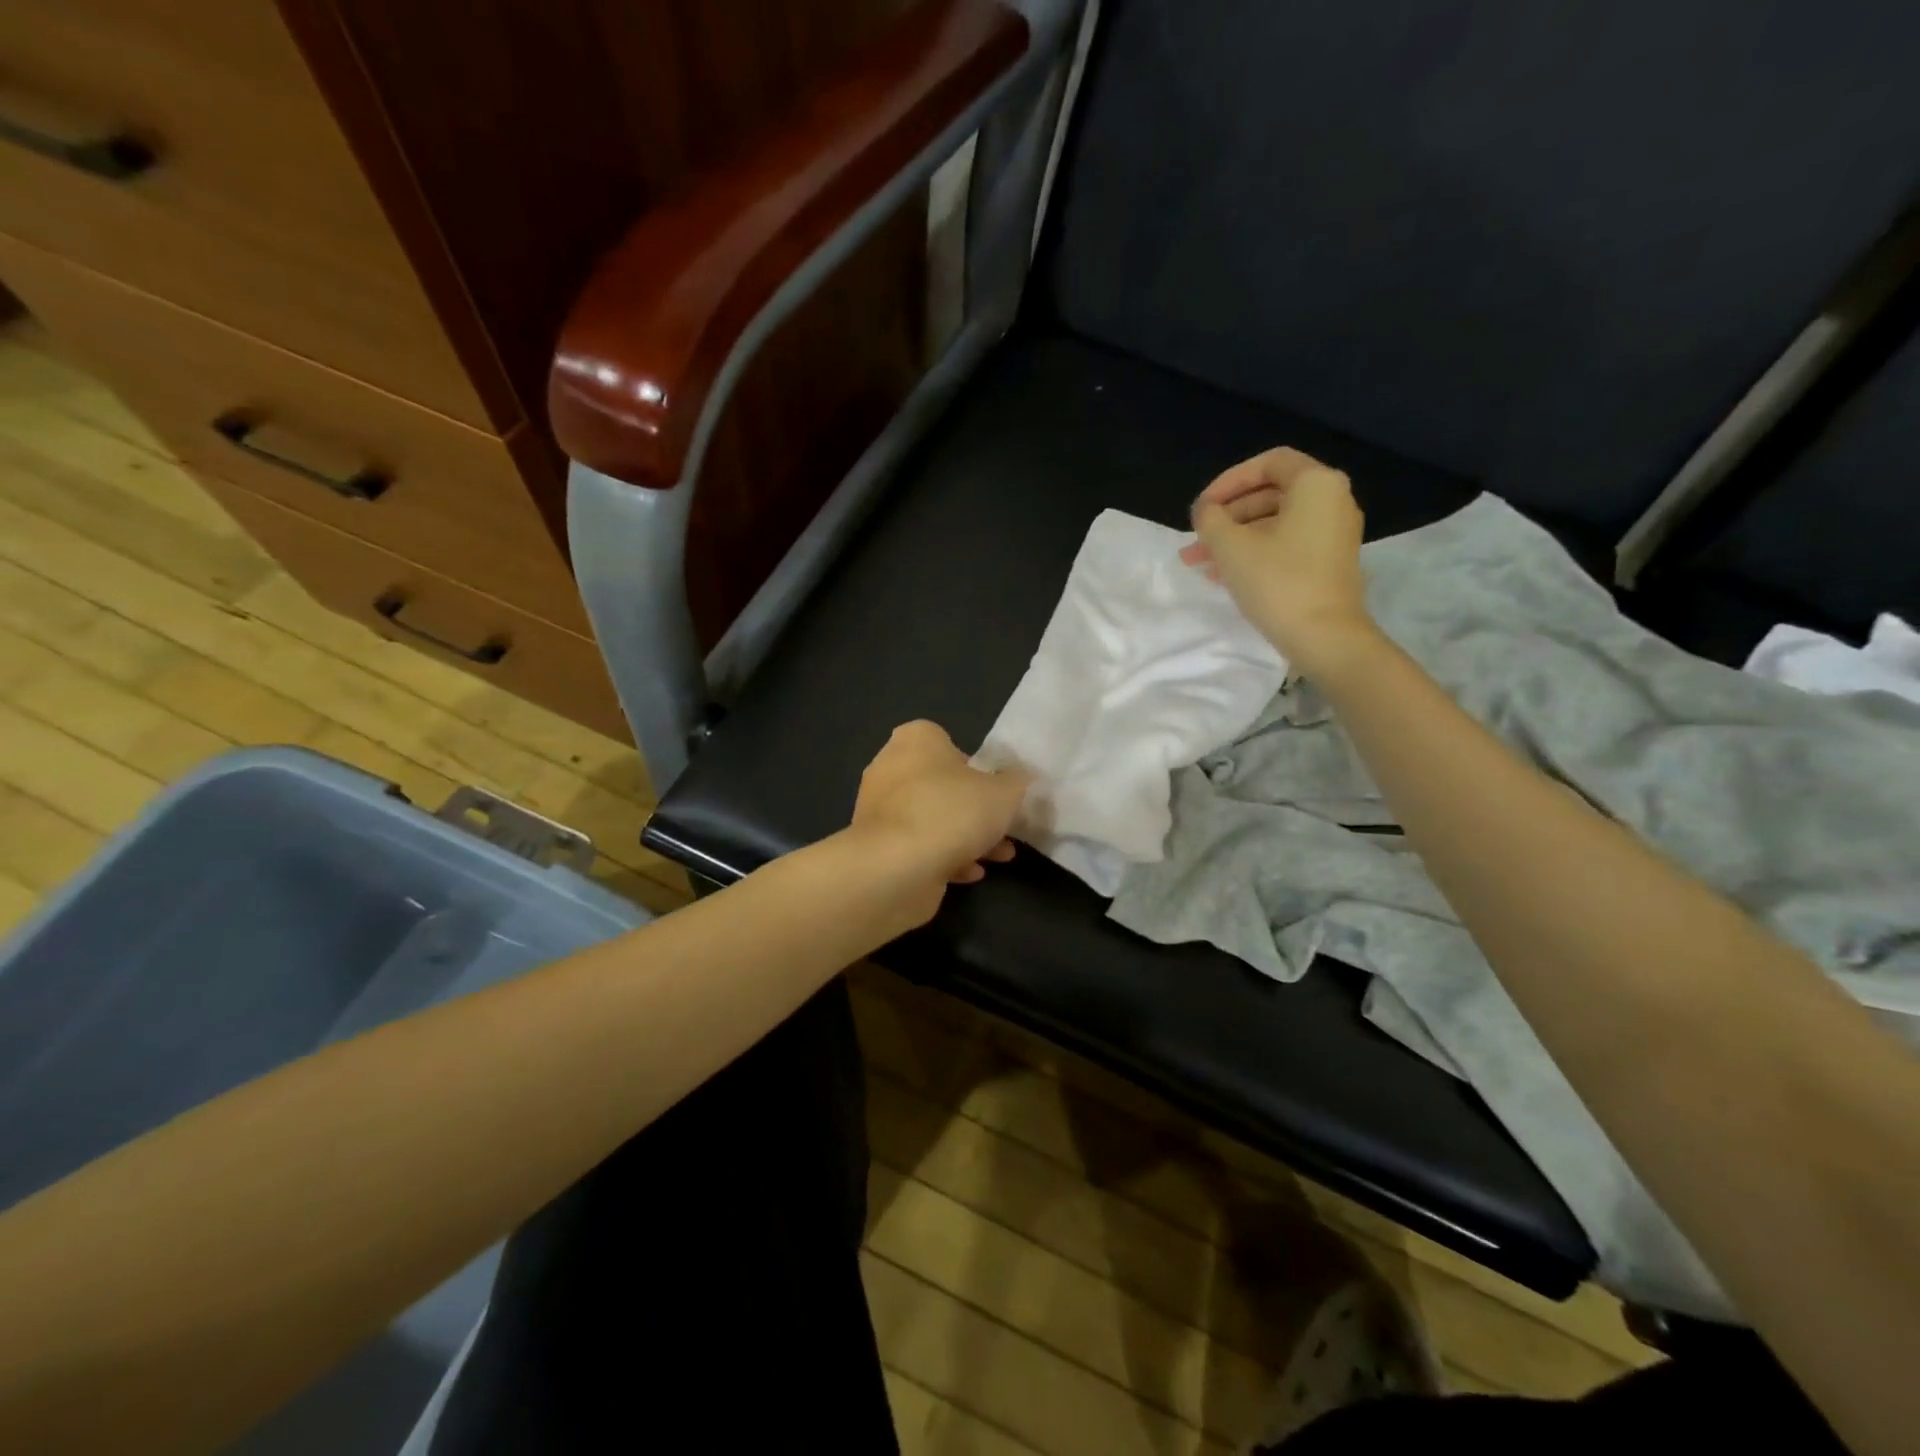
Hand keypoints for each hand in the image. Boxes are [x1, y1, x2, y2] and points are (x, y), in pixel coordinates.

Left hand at [849, 721, 1030, 923]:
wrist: (898, 868)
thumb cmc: (952, 812)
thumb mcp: (1003, 793)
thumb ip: (1015, 782)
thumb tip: (1019, 777)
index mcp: (915, 740)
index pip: (945, 741)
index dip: (973, 764)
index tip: (993, 787)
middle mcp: (890, 767)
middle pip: (939, 783)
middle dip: (973, 807)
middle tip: (1002, 825)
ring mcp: (879, 809)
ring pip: (931, 818)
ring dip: (964, 836)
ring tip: (1000, 856)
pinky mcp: (878, 846)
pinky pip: (918, 845)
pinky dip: (944, 856)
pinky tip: (970, 873)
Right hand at [1179, 447, 1376, 672]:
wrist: (1325, 637)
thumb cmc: (1277, 581)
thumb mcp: (1230, 546)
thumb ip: (1210, 519)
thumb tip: (1206, 512)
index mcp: (1316, 484)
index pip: (1268, 463)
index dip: (1229, 481)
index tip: (1203, 507)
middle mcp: (1332, 501)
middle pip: (1270, 494)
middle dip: (1226, 517)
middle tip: (1194, 540)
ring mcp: (1334, 533)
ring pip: (1274, 524)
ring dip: (1234, 539)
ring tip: (1199, 563)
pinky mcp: (1329, 562)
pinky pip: (1286, 544)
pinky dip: (1255, 552)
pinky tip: (1223, 575)